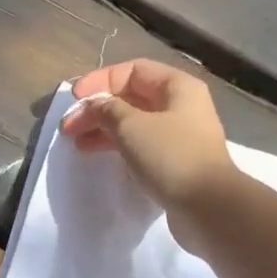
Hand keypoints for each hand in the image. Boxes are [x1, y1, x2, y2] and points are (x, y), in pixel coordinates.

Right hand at [60, 59, 236, 245]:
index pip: (133, 71)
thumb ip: (107, 110)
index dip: (100, 81)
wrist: (207, 207)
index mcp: (177, 87)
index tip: (75, 99)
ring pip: (135, 125)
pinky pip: (142, 148)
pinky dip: (120, 149)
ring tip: (78, 145)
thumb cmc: (170, 157)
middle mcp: (182, 107)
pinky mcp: (176, 164)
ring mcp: (180, 137)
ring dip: (105, 131)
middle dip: (98, 110)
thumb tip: (95, 106)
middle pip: (132, 99)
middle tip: (69, 128)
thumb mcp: (132, 126)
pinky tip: (102, 159)